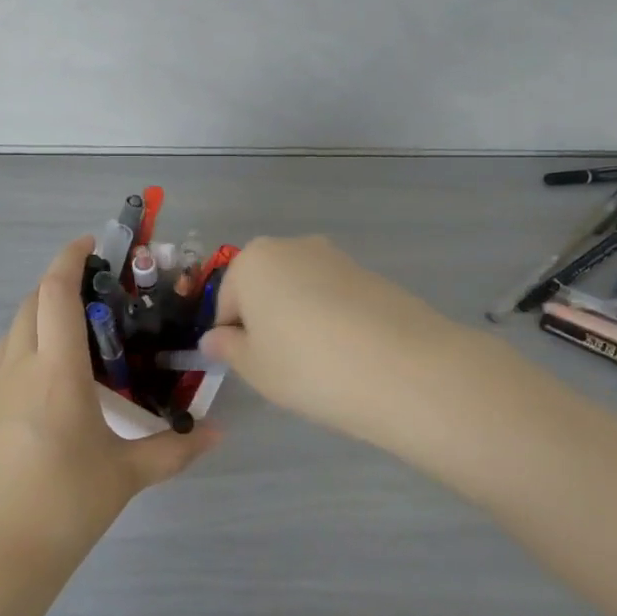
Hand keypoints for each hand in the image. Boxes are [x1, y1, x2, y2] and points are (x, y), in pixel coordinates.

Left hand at [0, 238, 216, 563]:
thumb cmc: (65, 507)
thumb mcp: (125, 476)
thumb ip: (174, 449)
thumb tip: (218, 433)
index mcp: (56, 372)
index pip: (56, 292)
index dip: (70, 259)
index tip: (91, 243)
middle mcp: (17, 367)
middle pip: (31, 302)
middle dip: (58, 284)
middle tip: (94, 294)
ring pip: (12, 330)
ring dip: (39, 316)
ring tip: (73, 336)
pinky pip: (1, 363)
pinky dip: (24, 351)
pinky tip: (45, 386)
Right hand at [199, 235, 473, 446]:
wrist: (402, 368)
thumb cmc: (307, 365)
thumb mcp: (254, 367)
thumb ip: (228, 348)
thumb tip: (214, 339)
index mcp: (252, 261)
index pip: (227, 301)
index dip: (232, 336)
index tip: (249, 366)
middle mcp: (292, 247)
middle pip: (264, 287)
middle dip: (266, 321)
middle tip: (281, 365)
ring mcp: (336, 258)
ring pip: (301, 291)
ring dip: (300, 319)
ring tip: (320, 364)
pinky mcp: (372, 275)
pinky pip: (336, 299)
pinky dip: (334, 321)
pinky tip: (349, 355)